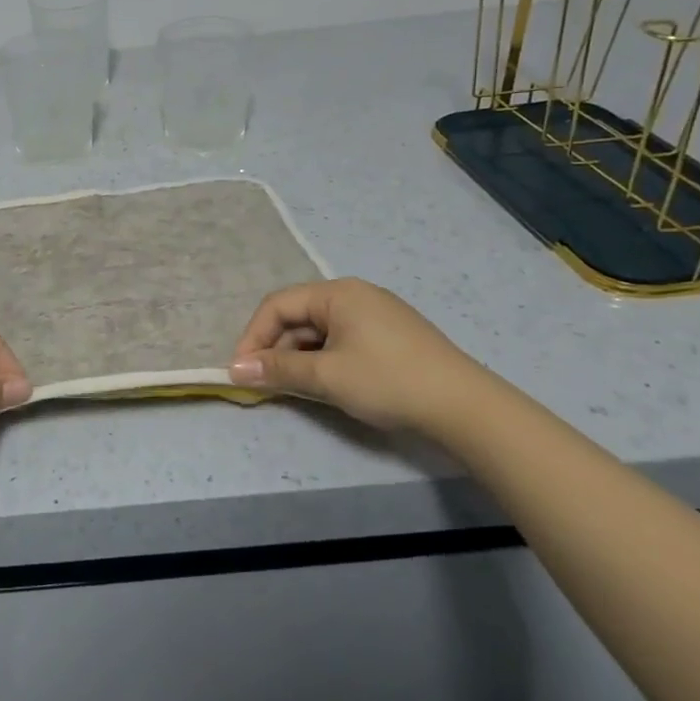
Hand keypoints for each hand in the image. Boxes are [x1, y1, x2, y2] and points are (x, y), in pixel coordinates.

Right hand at [228, 278, 492, 435]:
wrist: (465, 407)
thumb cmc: (388, 381)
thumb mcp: (326, 376)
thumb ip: (277, 370)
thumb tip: (234, 369)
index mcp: (337, 293)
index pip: (277, 305)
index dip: (253, 336)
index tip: (241, 370)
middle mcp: (354, 295)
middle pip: (298, 316)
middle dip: (275, 348)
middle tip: (264, 383)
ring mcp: (376, 315)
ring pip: (320, 331)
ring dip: (298, 357)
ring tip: (292, 388)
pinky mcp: (390, 337)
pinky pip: (341, 341)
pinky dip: (323, 360)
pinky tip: (324, 384)